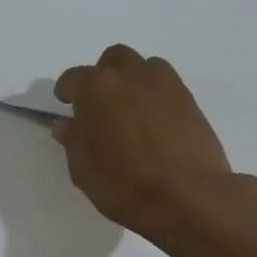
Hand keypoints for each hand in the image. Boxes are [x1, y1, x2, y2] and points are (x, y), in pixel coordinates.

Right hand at [53, 44, 239, 242]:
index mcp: (96, 88)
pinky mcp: (190, 99)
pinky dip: (156, 95)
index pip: (73, 78)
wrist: (189, 197)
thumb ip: (74, 141)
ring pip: (144, 66)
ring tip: (130, 109)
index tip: (66, 106)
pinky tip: (153, 122)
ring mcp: (165, 84)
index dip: (66, 92)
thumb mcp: (83, 169)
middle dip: (103, 76)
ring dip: (132, 80)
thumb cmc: (124, 184)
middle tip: (100, 104)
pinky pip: (167, 85)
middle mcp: (130, 76)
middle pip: (112, 59)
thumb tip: (69, 125)